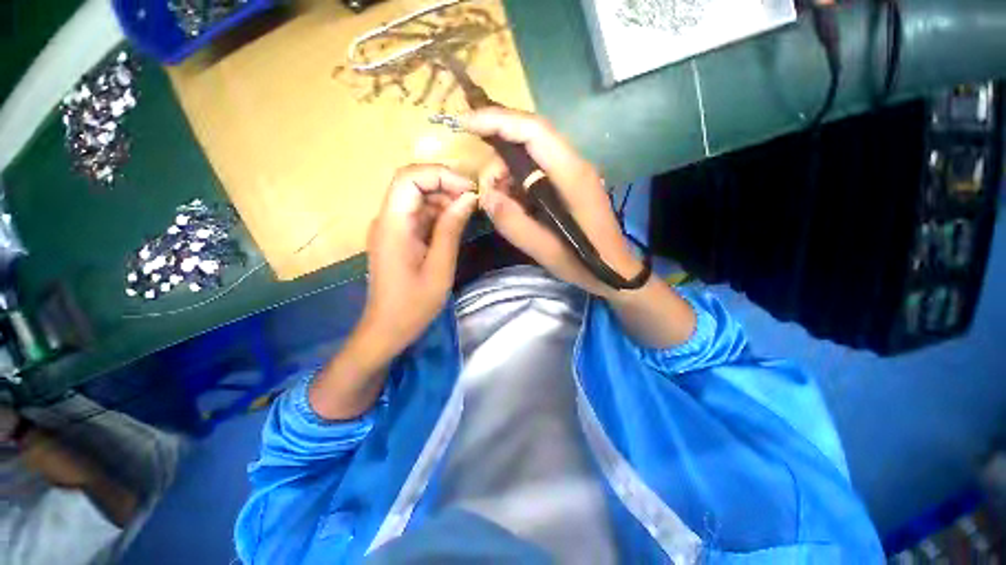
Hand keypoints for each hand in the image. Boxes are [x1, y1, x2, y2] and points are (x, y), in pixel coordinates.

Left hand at [361, 164, 477, 356]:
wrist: (387, 328)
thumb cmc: (413, 303)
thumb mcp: (440, 267)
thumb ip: (451, 229)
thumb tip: (468, 198)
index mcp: (393, 224)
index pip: (409, 177)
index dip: (440, 174)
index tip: (469, 189)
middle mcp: (387, 219)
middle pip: (413, 183)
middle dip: (445, 184)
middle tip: (473, 200)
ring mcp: (391, 227)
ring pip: (417, 197)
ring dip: (443, 199)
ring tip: (468, 212)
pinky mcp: (398, 237)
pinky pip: (418, 215)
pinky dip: (438, 214)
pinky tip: (455, 223)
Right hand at [463, 108, 644, 298]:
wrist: (614, 269)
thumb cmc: (583, 262)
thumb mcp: (544, 250)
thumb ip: (513, 223)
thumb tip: (485, 195)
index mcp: (571, 175)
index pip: (533, 131)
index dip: (497, 120)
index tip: (465, 124)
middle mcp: (574, 163)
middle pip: (530, 136)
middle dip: (499, 154)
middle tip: (486, 189)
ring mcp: (573, 171)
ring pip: (531, 153)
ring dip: (508, 171)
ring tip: (499, 201)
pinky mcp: (569, 181)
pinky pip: (537, 169)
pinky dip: (518, 181)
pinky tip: (514, 203)